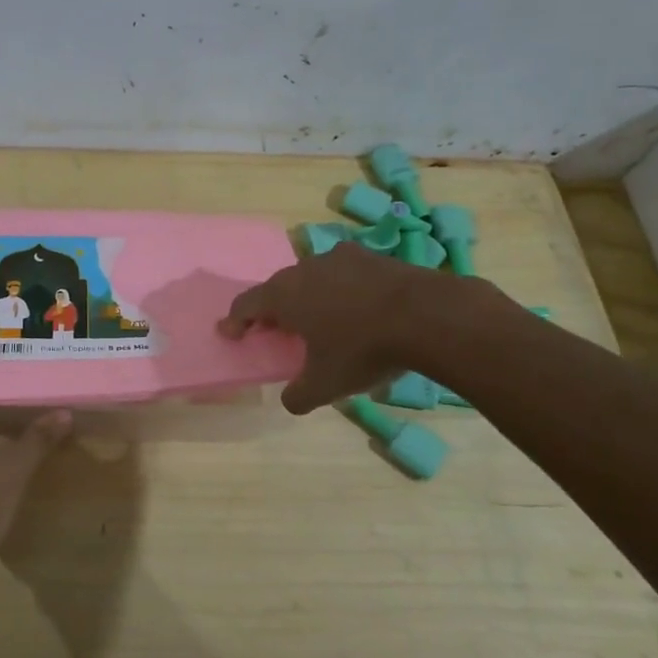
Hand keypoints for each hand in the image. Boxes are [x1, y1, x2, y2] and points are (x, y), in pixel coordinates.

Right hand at [217, 243, 487, 413]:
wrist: (429, 316)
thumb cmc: (363, 349)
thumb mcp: (326, 385)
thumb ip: (299, 395)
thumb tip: (290, 401)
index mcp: (284, 296)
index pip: (246, 304)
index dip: (234, 320)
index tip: (228, 332)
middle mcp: (305, 269)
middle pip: (278, 288)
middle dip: (273, 309)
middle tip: (275, 330)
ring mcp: (341, 258)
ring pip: (313, 277)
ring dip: (309, 297)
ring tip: (319, 319)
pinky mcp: (374, 257)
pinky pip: (345, 275)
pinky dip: (342, 291)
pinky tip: (357, 309)